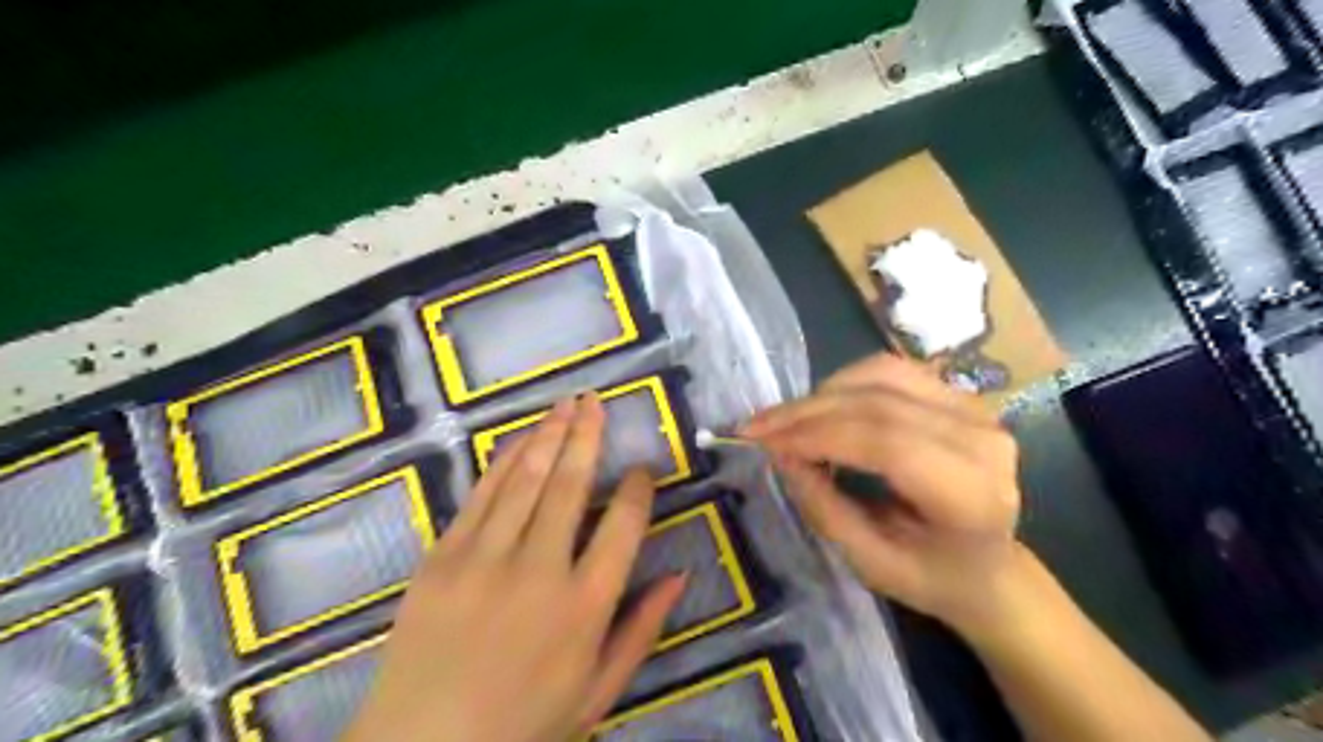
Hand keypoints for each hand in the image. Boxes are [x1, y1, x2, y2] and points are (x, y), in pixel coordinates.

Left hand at [345, 393, 686, 741]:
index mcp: (585, 606)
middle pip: (571, 485)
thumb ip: (642, 629)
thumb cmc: (524, 725)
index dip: (637, 489)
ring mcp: (484, 559)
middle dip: (587, 436)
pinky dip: (505, 461)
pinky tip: (521, 438)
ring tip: (566, 404)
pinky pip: (481, 495)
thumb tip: (680, 575)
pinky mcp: (442, 557)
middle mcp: (539, 571)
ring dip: (549, 435)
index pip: (623, 525)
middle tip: (596, 402)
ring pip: (526, 479)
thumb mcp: (599, 692)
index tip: (642, 469)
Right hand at [742, 350, 1019, 635]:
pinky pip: (890, 371)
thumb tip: (781, 454)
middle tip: (756, 427)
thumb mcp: (870, 562)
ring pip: (881, 375)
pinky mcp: (959, 394)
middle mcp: (981, 439)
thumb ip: (825, 508)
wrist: (990, 567)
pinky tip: (821, 409)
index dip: (819, 435)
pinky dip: (845, 384)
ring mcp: (975, 409)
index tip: (764, 443)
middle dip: (807, 413)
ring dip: (822, 394)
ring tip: (785, 422)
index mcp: (972, 495)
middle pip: (879, 404)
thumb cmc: (931, 577)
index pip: (887, 443)